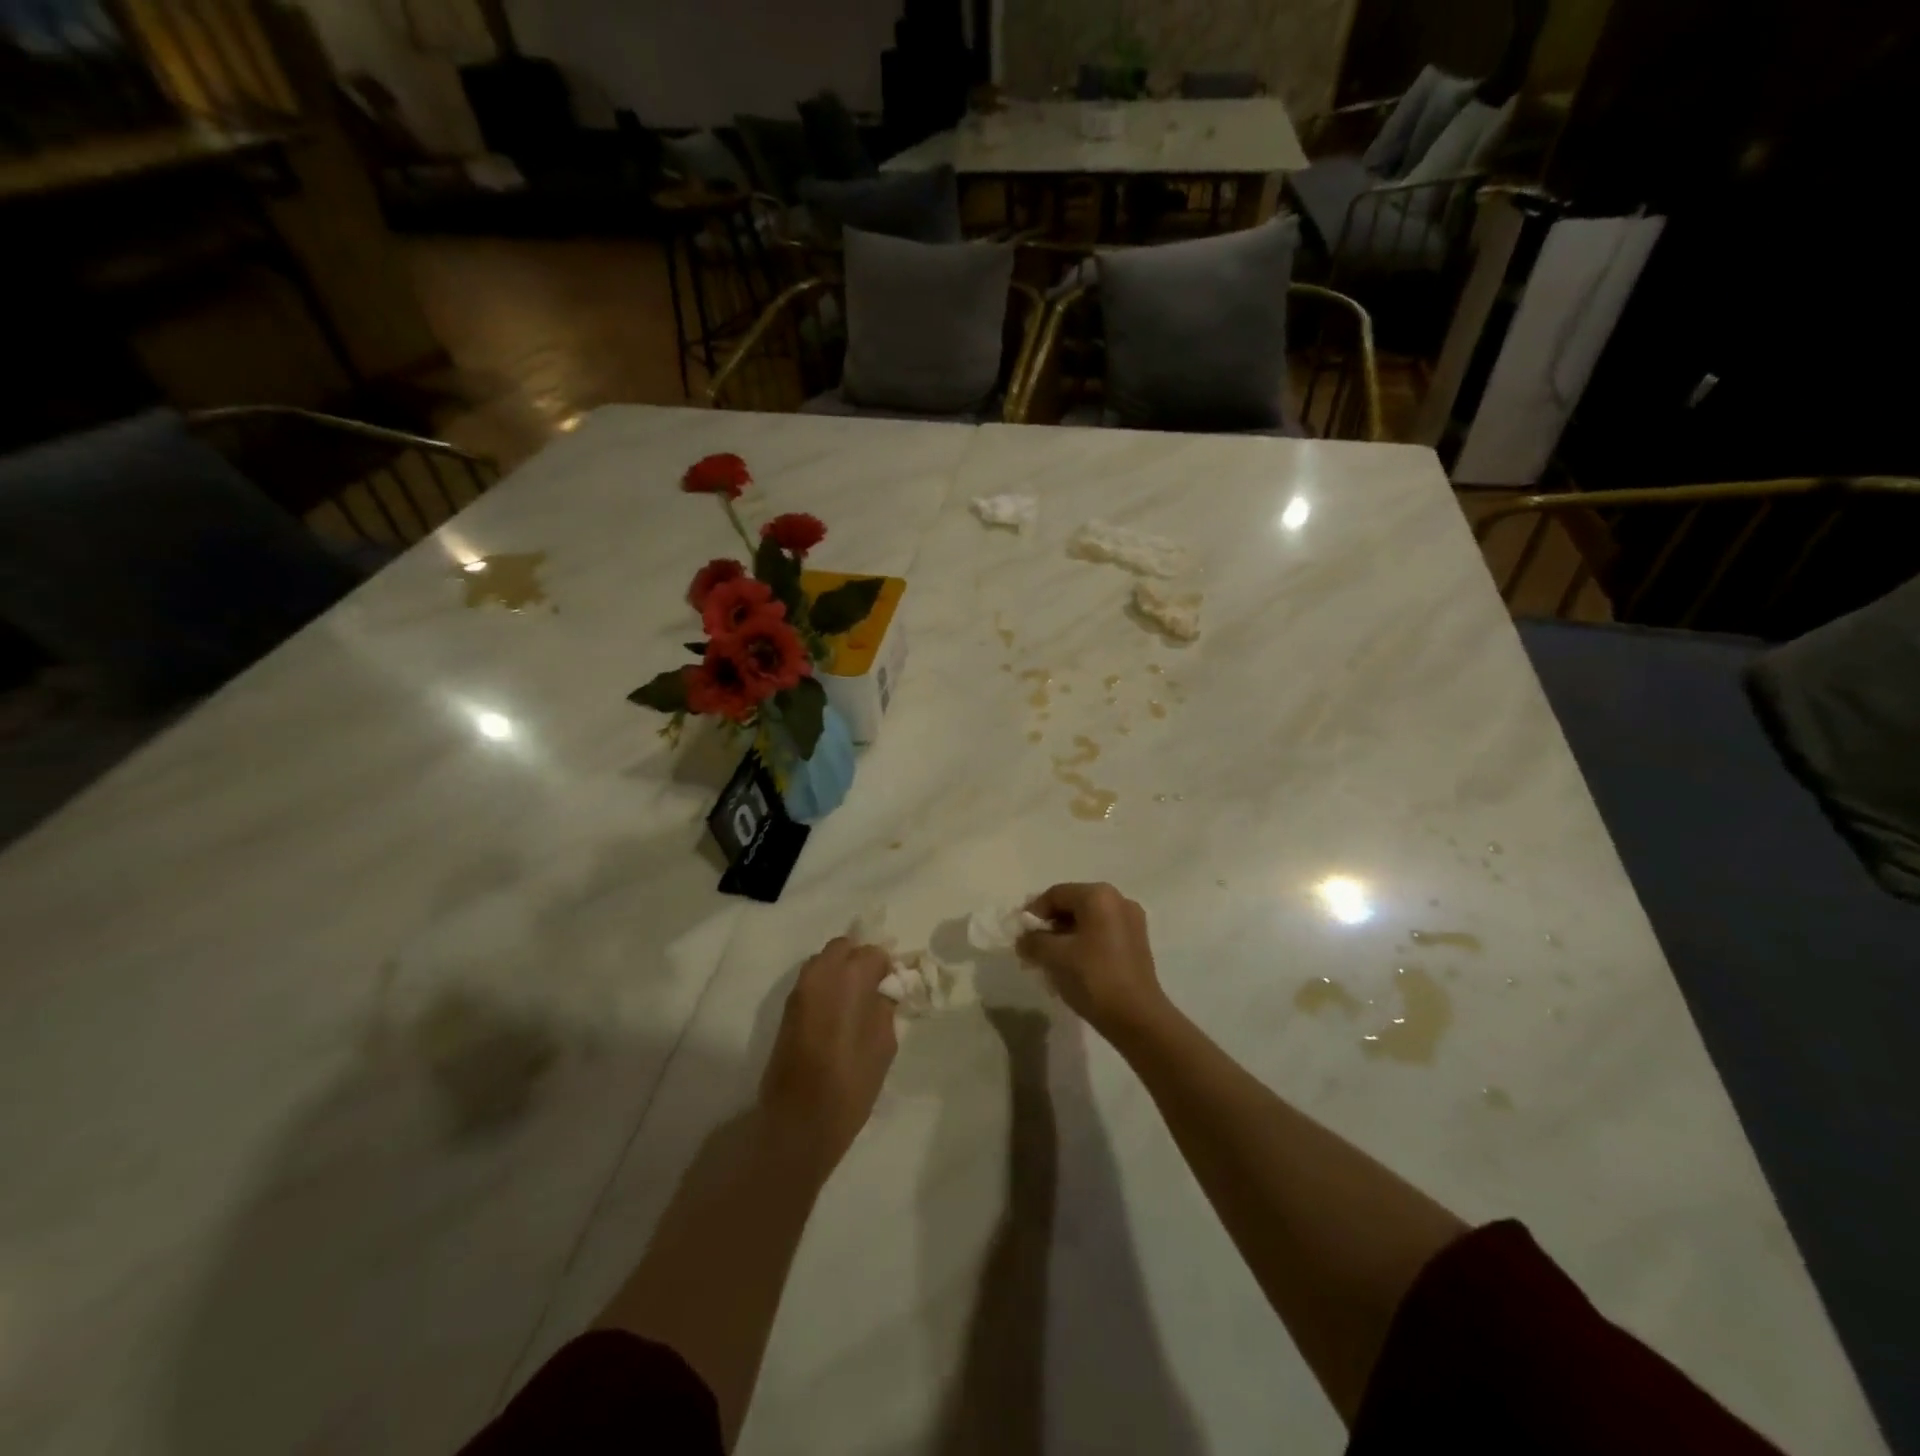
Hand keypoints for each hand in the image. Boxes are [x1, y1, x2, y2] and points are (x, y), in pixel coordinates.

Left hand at [758, 937, 897, 1175]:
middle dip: (860, 960)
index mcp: (849, 977)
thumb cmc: (850, 1084)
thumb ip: (885, 1008)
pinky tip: (838, 1014)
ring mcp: (799, 990)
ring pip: (823, 961)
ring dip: (840, 970)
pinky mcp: (787, 1009)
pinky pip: (812, 982)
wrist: (797, 1121)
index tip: (893, 988)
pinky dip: (826, 986)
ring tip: (856, 1002)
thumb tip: (884, 991)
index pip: (873, 952)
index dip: (886, 967)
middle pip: (843, 947)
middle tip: (874, 989)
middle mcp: (820, 974)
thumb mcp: (883, 1045)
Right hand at [1017, 883, 1170, 1040]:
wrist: (1137, 1018)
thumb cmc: (1093, 978)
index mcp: (1099, 896)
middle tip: (1031, 948)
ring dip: (1064, 937)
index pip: (1056, 894)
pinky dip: (1083, 944)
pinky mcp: (1137, 943)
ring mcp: (1132, 922)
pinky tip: (1071, 966)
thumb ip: (1033, 941)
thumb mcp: (1054, 956)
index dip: (1033, 913)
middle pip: (1073, 905)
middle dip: (1049, 926)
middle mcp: (1118, 900)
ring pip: (1087, 922)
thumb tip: (1023, 939)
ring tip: (1048, 961)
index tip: (1019, 935)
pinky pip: (1101, 934)